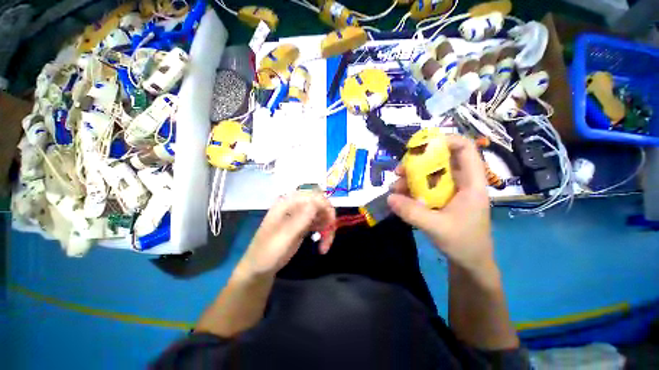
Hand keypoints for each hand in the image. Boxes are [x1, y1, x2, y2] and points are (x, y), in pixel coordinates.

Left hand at [239, 191, 335, 275]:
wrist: (258, 269)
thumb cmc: (267, 253)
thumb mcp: (284, 237)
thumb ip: (301, 219)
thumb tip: (318, 202)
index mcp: (286, 204)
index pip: (312, 195)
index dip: (324, 206)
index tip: (330, 223)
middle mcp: (294, 206)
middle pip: (319, 203)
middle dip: (328, 218)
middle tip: (329, 236)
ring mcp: (299, 215)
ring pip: (321, 214)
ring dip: (327, 228)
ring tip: (325, 246)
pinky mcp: (302, 225)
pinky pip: (319, 223)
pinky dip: (323, 232)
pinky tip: (322, 245)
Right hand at [388, 135, 493, 271]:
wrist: (470, 262)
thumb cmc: (464, 243)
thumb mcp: (437, 228)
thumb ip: (413, 212)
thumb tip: (389, 197)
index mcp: (471, 183)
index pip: (465, 149)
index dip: (445, 140)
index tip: (420, 146)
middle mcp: (461, 182)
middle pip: (440, 160)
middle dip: (417, 163)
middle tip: (399, 172)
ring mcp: (450, 190)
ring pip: (429, 174)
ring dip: (410, 178)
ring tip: (394, 188)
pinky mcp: (441, 199)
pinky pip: (424, 187)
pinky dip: (411, 189)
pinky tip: (399, 197)